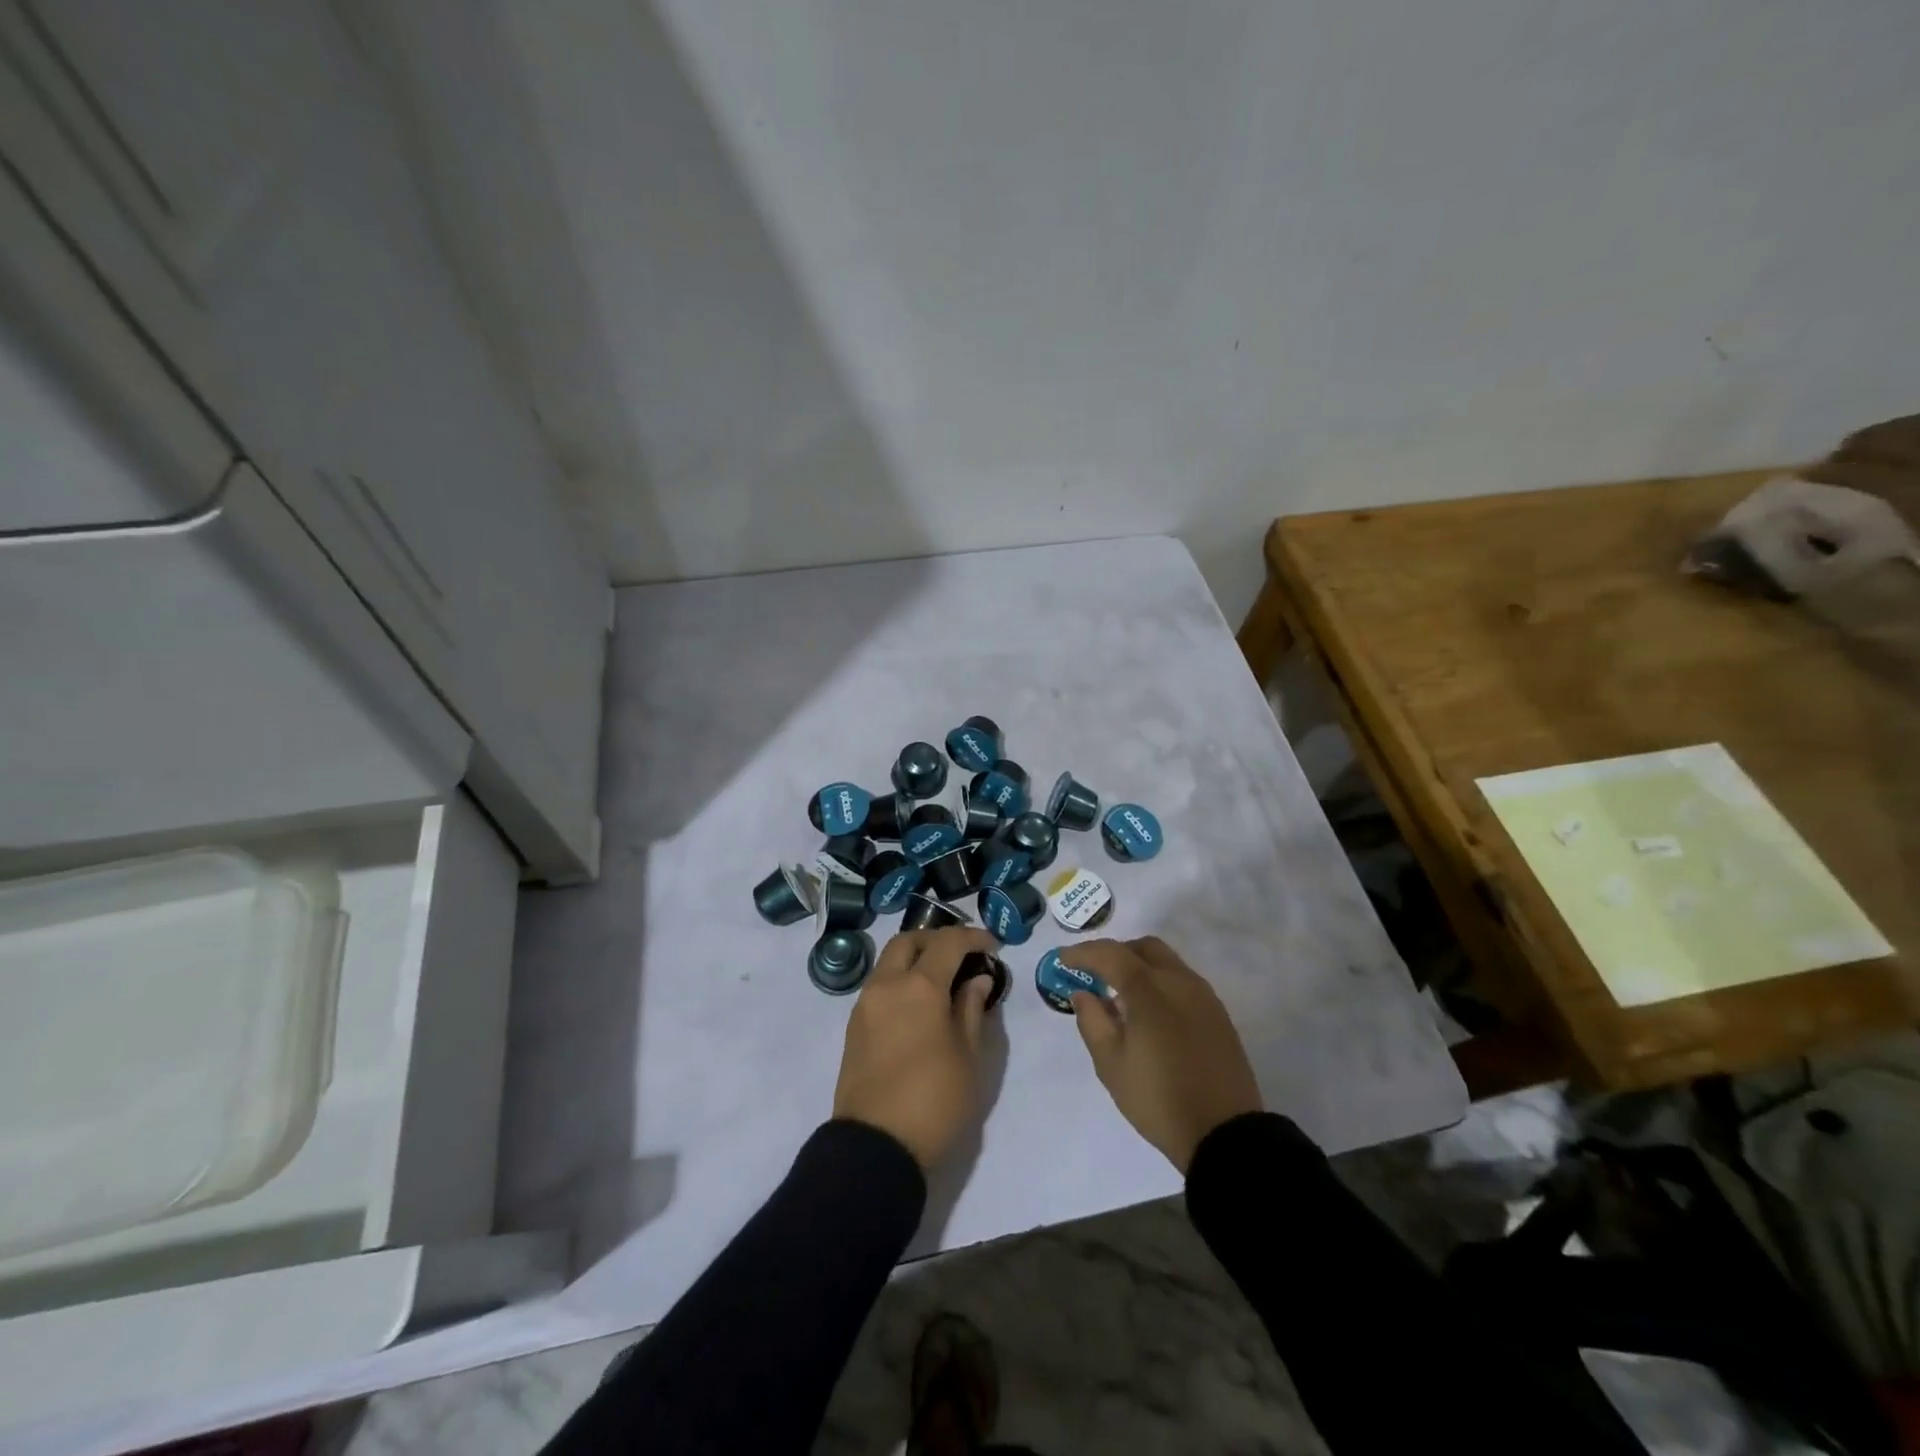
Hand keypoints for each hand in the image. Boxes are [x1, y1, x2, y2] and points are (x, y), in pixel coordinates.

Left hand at [833, 928, 1001, 1169]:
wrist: (875, 1148)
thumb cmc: (934, 1102)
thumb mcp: (969, 1058)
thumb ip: (972, 1010)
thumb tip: (976, 980)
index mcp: (919, 987)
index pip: (948, 943)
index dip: (972, 937)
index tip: (993, 946)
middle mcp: (887, 985)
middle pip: (909, 941)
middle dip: (937, 939)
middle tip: (963, 954)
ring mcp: (865, 1005)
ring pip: (889, 961)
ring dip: (916, 958)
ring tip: (944, 979)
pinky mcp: (854, 1027)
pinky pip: (880, 985)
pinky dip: (901, 979)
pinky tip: (921, 1003)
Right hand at [1063, 937, 1261, 1172]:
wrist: (1224, 1134)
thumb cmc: (1158, 1098)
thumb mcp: (1111, 1064)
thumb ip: (1092, 1021)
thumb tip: (1083, 993)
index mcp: (1149, 989)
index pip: (1110, 954)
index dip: (1082, 953)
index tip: (1063, 960)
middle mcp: (1179, 981)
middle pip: (1143, 947)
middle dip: (1116, 953)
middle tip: (1095, 975)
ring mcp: (1204, 996)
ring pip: (1167, 962)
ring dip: (1140, 967)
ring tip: (1122, 999)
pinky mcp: (1219, 1014)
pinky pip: (1183, 982)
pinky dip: (1161, 984)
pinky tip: (1151, 1015)